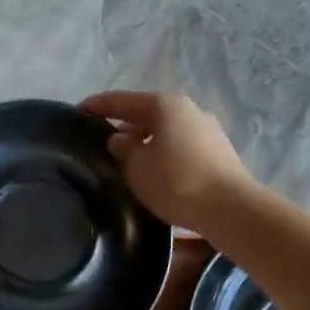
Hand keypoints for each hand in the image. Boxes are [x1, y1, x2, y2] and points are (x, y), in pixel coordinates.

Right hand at [80, 90, 254, 229]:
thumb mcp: (137, 168)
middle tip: (100, 140)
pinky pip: (180, 147)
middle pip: (147, 113)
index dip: (98, 105)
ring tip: (125, 160)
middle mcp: (189, 110)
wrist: (231, 209)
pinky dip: (163, 154)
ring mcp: (207, 130)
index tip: (78, 110)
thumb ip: (122, 149)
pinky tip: (154, 172)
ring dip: (145, 142)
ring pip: (165, 131)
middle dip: (124, 125)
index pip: (122, 100)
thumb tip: (119, 139)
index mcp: (165, 104)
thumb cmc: (176, 182)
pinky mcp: (218, 153)